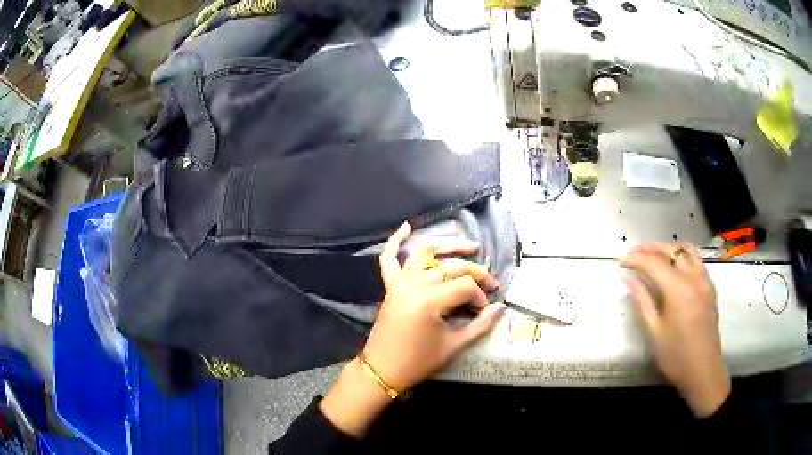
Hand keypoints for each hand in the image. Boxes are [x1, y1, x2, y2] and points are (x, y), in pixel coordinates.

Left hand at [320, 222, 504, 436]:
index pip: (464, 287)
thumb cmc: (418, 361)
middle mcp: (414, 284)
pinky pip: (388, 258)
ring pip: (425, 253)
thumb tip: (501, 308)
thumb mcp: (454, 346)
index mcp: (429, 301)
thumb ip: (480, 325)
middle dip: (475, 273)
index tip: (485, 310)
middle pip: (451, 267)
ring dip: (447, 246)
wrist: (383, 370)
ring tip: (470, 246)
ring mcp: (399, 282)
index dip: (480, 296)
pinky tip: (407, 226)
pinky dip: (395, 241)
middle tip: (490, 283)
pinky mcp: (390, 286)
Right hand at [621, 242, 730, 417]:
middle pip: (672, 250)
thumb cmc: (675, 356)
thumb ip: (642, 300)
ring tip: (653, 255)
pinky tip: (673, 267)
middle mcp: (694, 278)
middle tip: (634, 253)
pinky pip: (696, 260)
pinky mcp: (710, 287)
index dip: (637, 259)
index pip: (655, 263)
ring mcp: (705, 280)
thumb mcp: (654, 331)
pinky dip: (682, 255)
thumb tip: (628, 278)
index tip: (621, 262)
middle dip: (651, 248)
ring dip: (668, 248)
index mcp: (679, 290)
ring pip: (687, 250)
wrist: (703, 371)